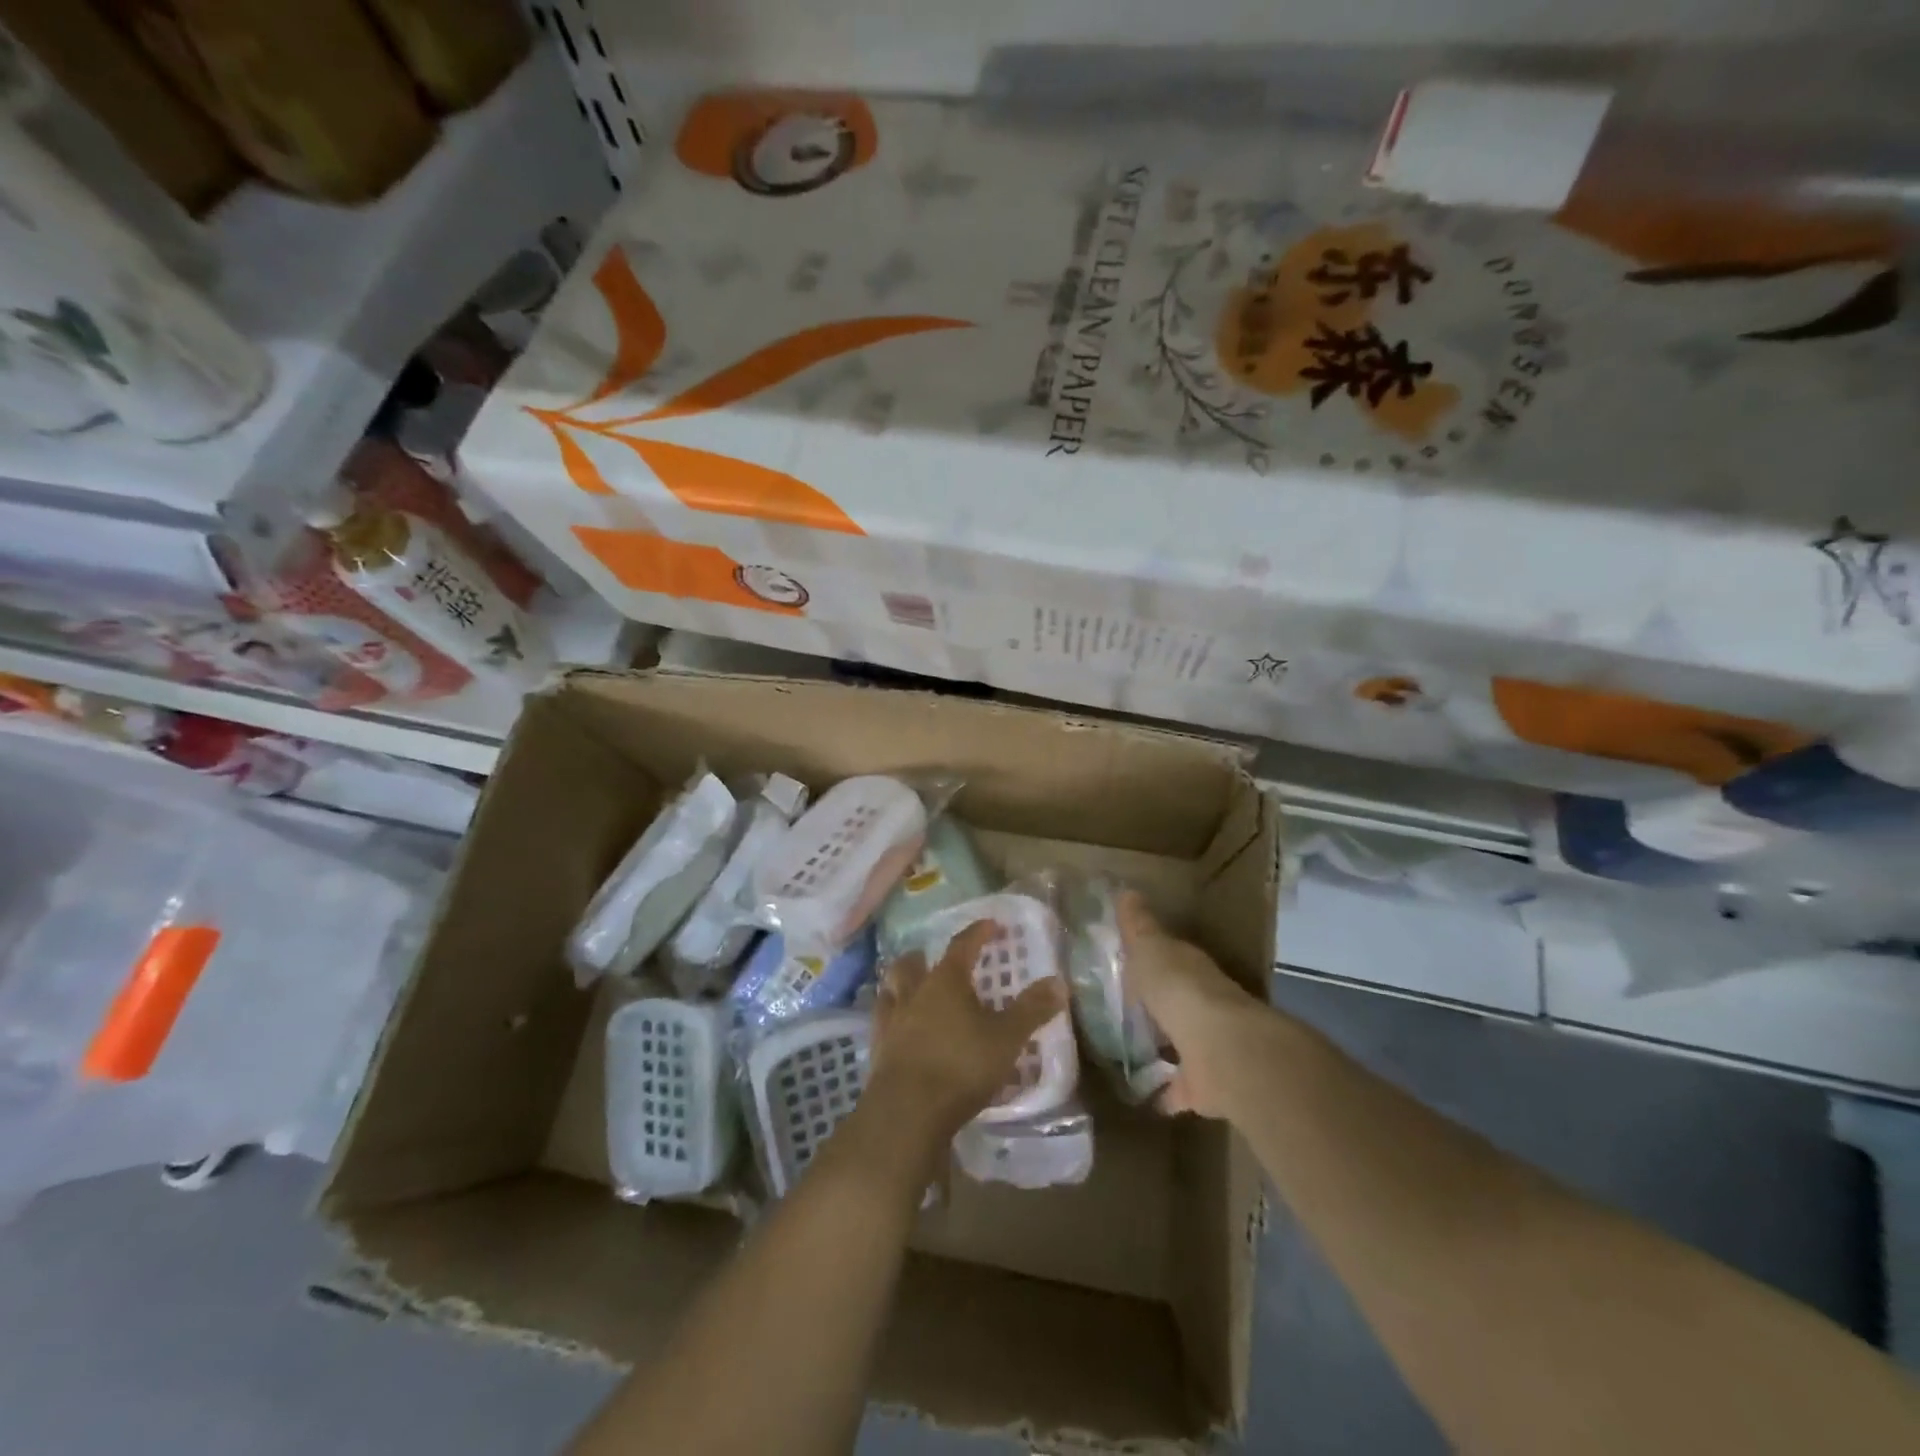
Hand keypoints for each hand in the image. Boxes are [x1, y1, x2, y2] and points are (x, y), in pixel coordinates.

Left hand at [869, 919, 1066, 1145]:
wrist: (907, 1111)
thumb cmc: (961, 1066)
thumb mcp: (1006, 1038)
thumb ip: (1031, 1010)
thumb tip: (1059, 981)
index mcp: (946, 981)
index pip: (961, 945)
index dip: (977, 933)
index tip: (990, 925)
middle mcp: (914, 992)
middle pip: (913, 963)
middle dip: (924, 956)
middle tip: (936, 959)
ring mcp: (890, 1020)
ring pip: (890, 989)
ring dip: (901, 984)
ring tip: (913, 989)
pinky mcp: (878, 1050)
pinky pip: (882, 1021)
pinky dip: (892, 1017)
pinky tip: (900, 1028)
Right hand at [1118, 891, 1263, 1118]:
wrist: (1222, 1051)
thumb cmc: (1180, 989)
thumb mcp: (1150, 949)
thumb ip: (1138, 926)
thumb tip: (1127, 891)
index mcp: (1190, 968)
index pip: (1171, 956)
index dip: (1152, 954)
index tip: (1128, 957)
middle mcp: (1204, 1003)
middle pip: (1178, 998)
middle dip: (1160, 1000)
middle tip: (1125, 1003)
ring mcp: (1207, 1045)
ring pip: (1182, 1039)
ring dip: (1165, 1043)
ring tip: (1130, 1048)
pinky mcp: (1205, 1085)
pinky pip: (1180, 1086)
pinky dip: (1167, 1091)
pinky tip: (1144, 1096)